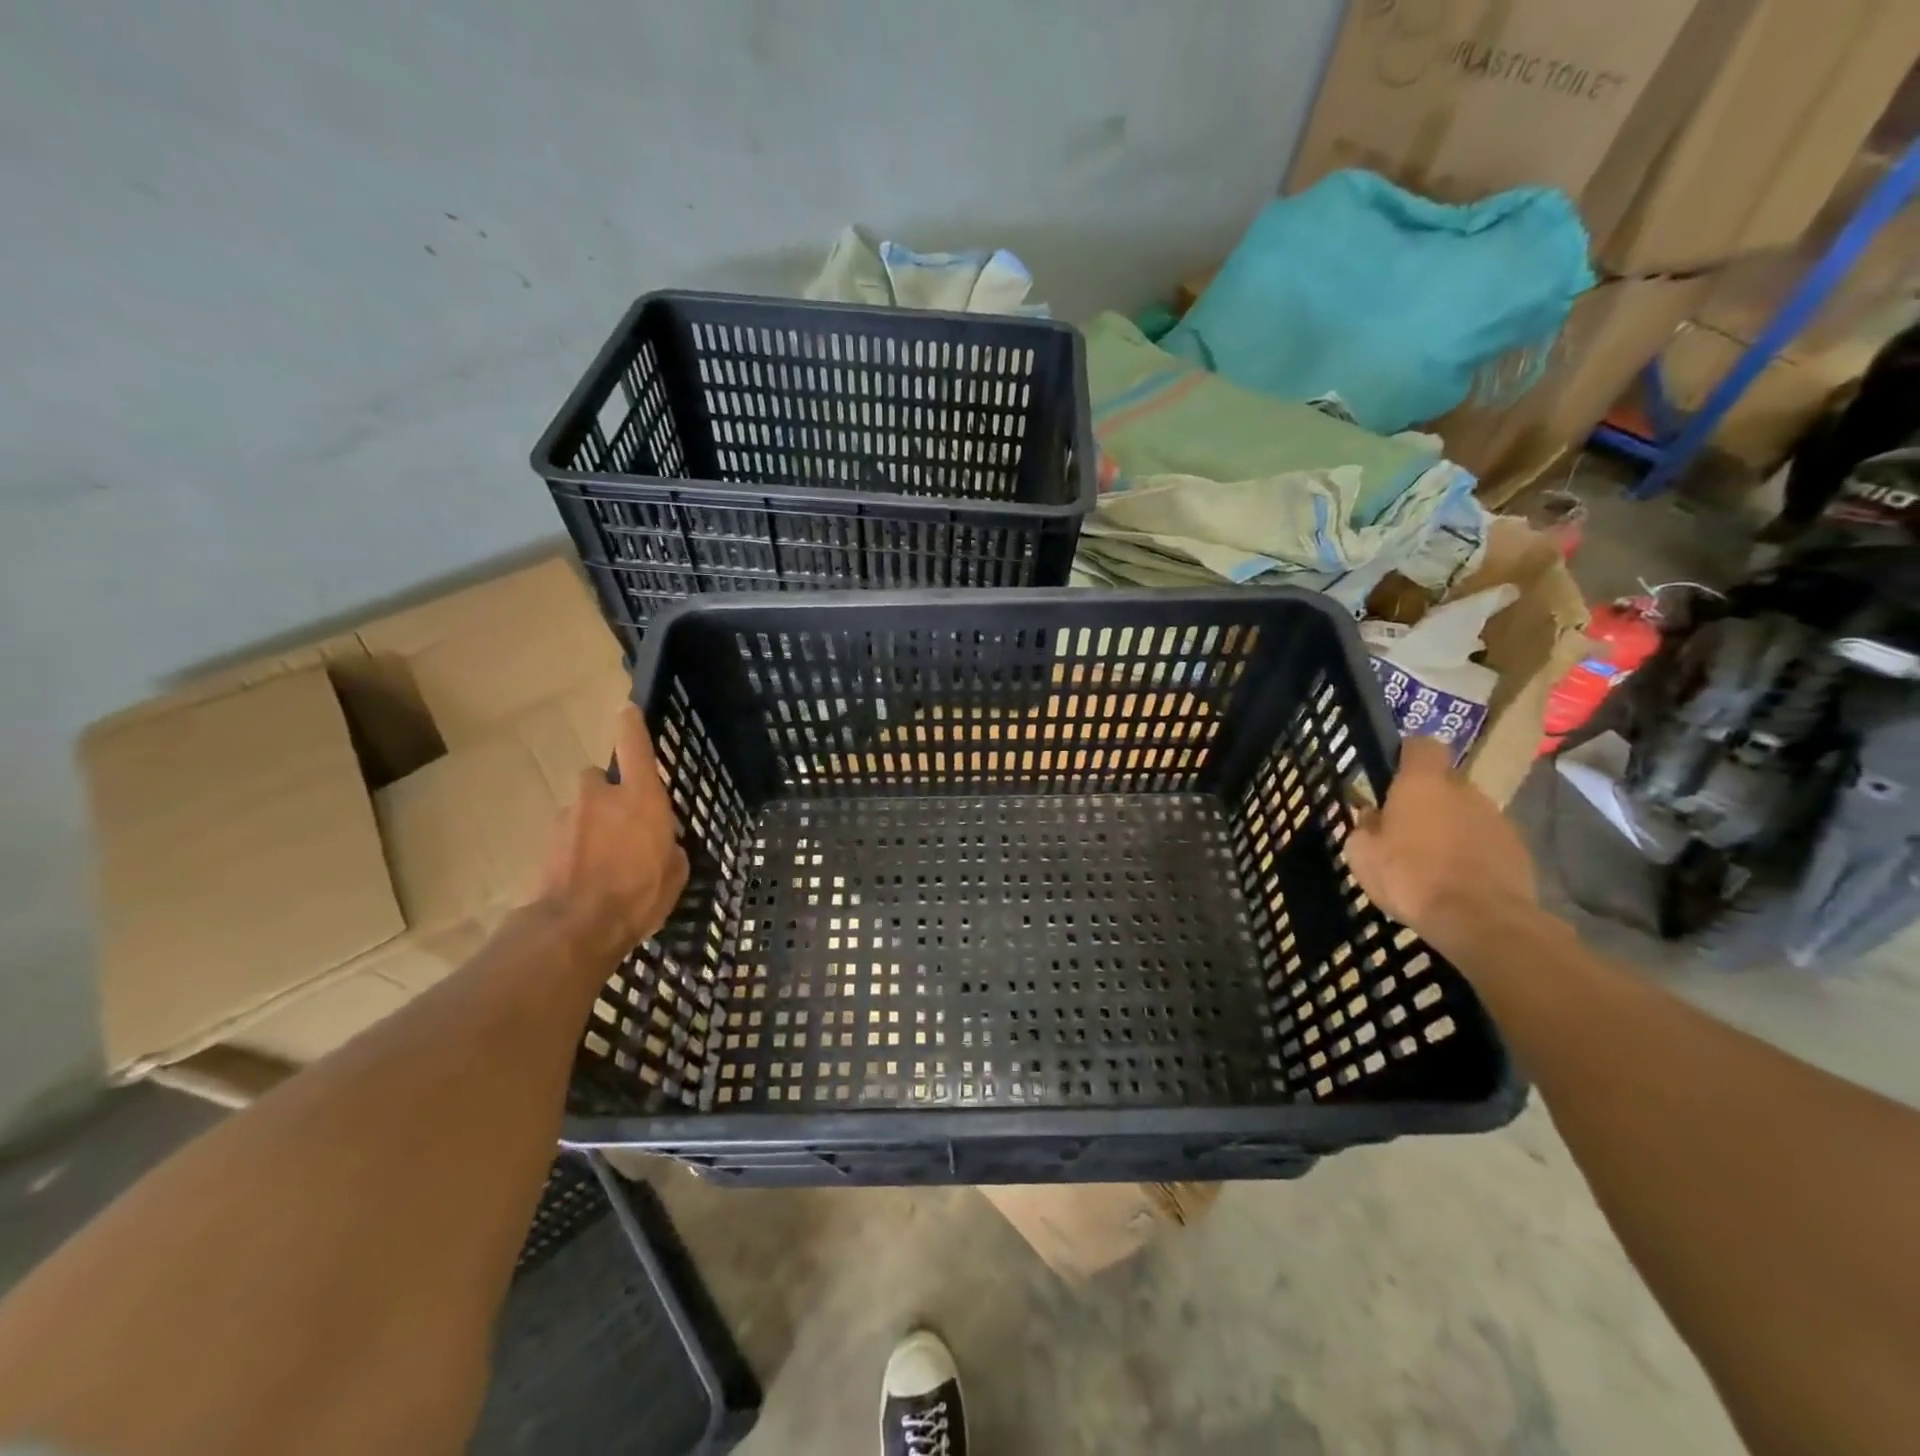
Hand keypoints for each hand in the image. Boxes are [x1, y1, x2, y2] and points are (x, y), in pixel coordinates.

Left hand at [538, 704, 687, 964]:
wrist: (575, 928)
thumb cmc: (638, 895)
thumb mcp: (675, 872)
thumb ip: (670, 848)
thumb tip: (663, 844)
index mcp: (641, 798)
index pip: (635, 746)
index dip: (632, 724)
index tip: (627, 708)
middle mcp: (601, 797)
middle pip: (599, 778)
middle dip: (608, 793)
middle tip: (621, 822)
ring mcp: (568, 818)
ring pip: (581, 809)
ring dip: (590, 824)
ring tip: (603, 860)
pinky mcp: (546, 842)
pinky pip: (567, 836)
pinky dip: (575, 848)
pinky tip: (585, 877)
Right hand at [1343, 735, 1536, 948]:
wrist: (1481, 920)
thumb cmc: (1410, 877)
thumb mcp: (1362, 853)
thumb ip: (1365, 827)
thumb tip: (1373, 816)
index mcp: (1423, 783)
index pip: (1421, 745)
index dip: (1407, 754)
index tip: (1393, 772)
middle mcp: (1464, 791)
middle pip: (1444, 783)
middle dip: (1427, 800)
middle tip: (1405, 829)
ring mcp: (1497, 819)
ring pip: (1466, 813)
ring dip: (1450, 828)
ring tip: (1432, 862)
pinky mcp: (1518, 850)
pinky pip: (1486, 841)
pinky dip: (1471, 853)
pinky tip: (1457, 881)